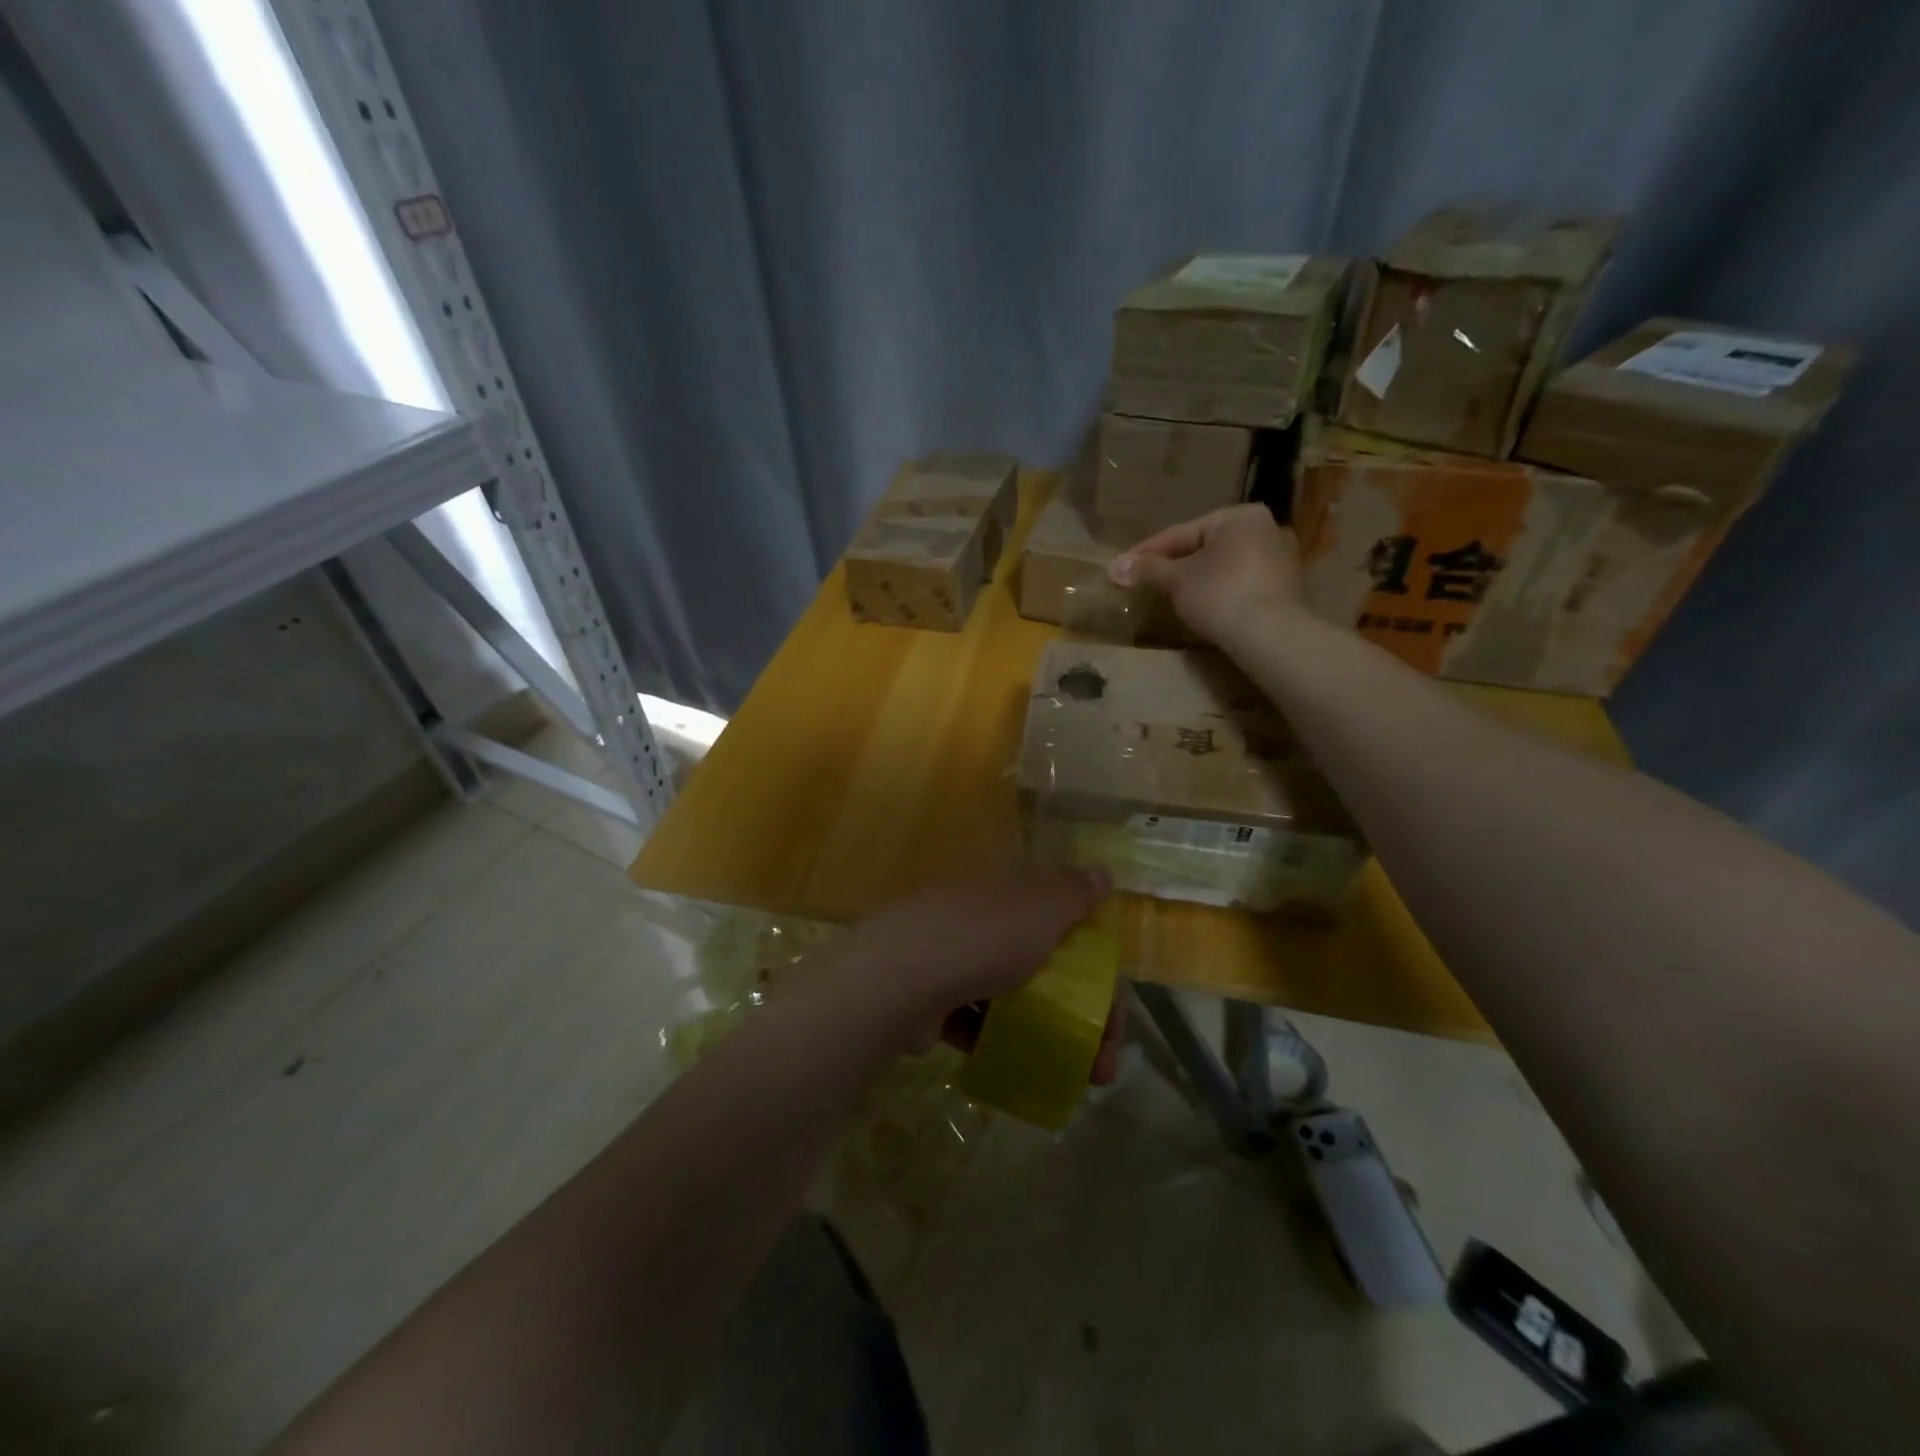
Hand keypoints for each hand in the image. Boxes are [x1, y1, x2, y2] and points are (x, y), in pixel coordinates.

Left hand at [823, 866, 1117, 1071]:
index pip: (1064, 920)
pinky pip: (973, 1018)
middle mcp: (981, 916)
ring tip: (1069, 1075)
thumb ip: (1074, 892)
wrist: (901, 976)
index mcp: (1008, 889)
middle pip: (1042, 961)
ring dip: (1043, 1031)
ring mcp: (951, 956)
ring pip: (1010, 994)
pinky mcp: (930, 995)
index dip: (1097, 963)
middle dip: (1078, 1012)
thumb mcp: (1043, 908)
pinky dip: (997, 1037)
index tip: (1116, 1010)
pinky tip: (1018, 1065)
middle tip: (1101, 1064)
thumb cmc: (985, 937)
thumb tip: (1101, 872)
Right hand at [1108, 504, 1307, 648]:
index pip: (1181, 533)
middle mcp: (1265, 529)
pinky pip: (1239, 583)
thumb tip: (1114, 568)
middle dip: (1173, 565)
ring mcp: (1280, 559)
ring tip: (1168, 595)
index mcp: (1239, 516)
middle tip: (1144, 580)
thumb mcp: (1177, 580)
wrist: (1270, 636)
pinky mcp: (1284, 589)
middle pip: (1204, 547)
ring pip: (1223, 566)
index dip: (1147, 552)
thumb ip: (1147, 570)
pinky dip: (1217, 591)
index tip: (1122, 566)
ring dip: (1195, 579)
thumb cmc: (1220, 595)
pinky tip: (1201, 606)